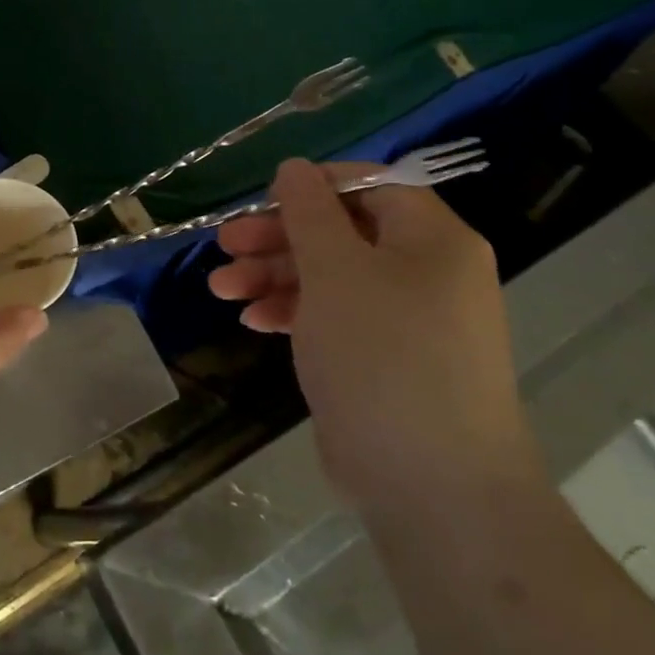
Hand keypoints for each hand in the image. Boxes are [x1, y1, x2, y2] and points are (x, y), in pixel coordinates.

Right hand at [209, 159, 538, 511]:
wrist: (432, 488)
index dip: (313, 186)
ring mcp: (407, 320)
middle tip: (225, 245)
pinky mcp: (384, 360)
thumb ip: (309, 212)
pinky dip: (294, 312)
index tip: (263, 200)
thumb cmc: (382, 357)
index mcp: (431, 239)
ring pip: (331, 276)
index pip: (371, 185)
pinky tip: (252, 321)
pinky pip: (335, 318)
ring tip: (221, 289)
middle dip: (278, 237)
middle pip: (342, 231)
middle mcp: (426, 272)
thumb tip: (294, 167)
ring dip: (273, 276)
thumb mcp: (335, 271)